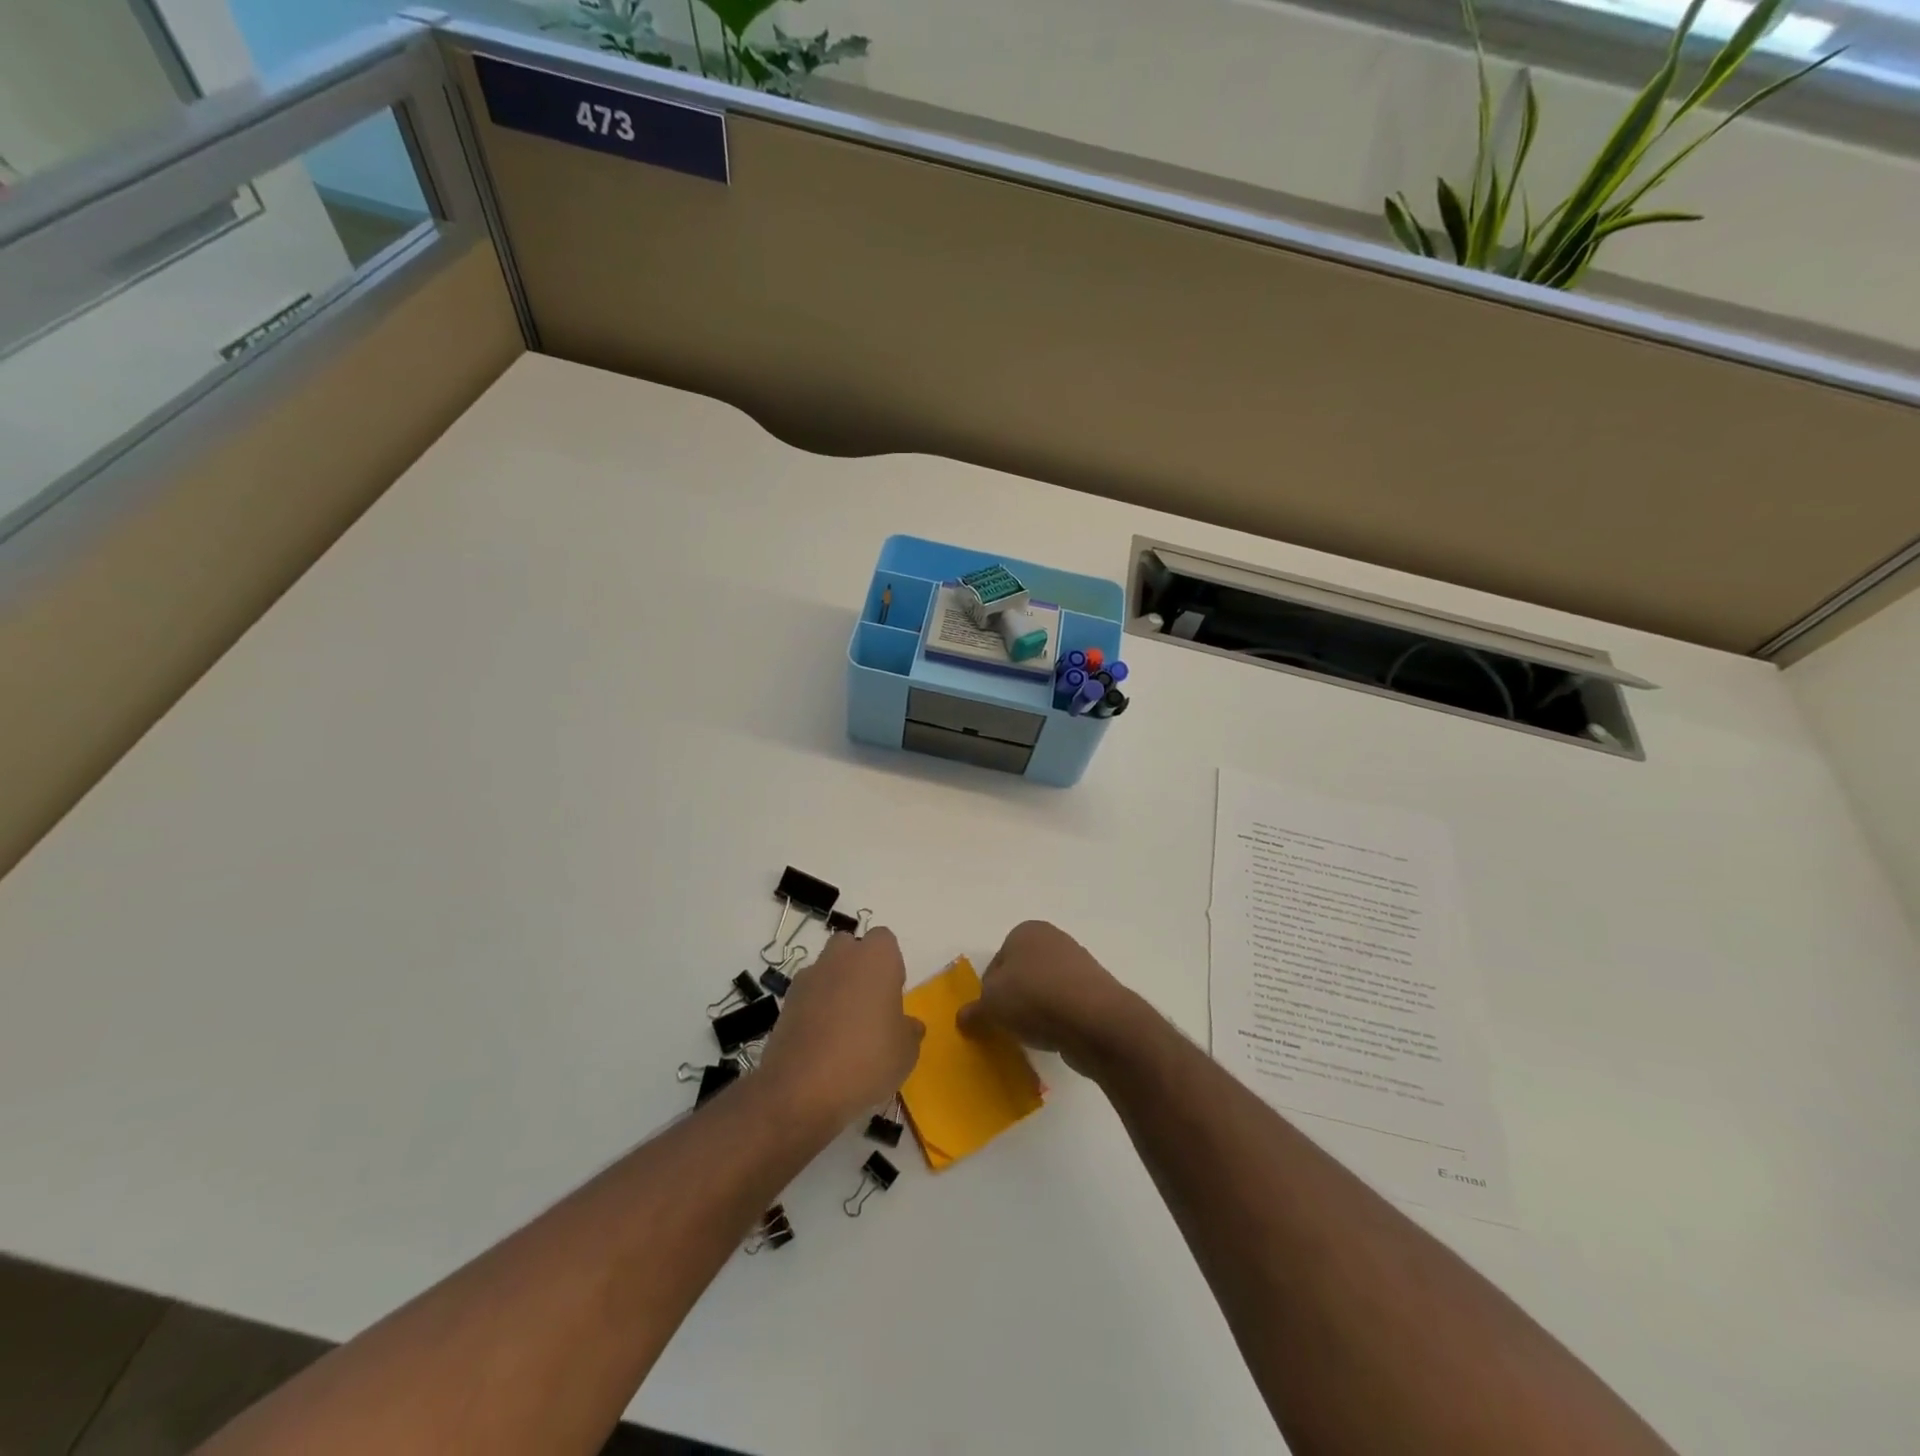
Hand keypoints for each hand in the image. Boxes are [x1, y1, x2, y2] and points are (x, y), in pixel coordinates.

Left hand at [757, 927, 923, 1129]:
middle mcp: (840, 957)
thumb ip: (910, 1031)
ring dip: (835, 989)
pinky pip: (807, 997)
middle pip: (850, 948)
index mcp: (876, 957)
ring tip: (843, 1031)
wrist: (802, 1089)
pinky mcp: (785, 1003)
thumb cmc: (868, 1059)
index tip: (892, 995)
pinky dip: (814, 1011)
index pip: (885, 941)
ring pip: (826, 971)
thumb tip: (908, 1025)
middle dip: (859, 969)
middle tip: (869, 1007)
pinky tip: (822, 1045)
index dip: (890, 965)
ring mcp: (808, 978)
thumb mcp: (906, 1051)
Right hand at [957, 921, 1142, 1075]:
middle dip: (1014, 1000)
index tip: (991, 1014)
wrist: (1094, 1019)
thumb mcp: (990, 1005)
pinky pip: (1067, 1006)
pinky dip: (1059, 1020)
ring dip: (1037, 1011)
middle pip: (1021, 975)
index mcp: (1026, 931)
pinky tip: (1056, 1037)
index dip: (988, 991)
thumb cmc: (1034, 998)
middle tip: (1009, 1026)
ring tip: (1034, 1035)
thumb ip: (974, 1011)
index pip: (996, 963)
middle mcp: (1053, 939)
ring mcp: (1079, 964)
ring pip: (1045, 990)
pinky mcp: (1096, 990)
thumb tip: (963, 1018)